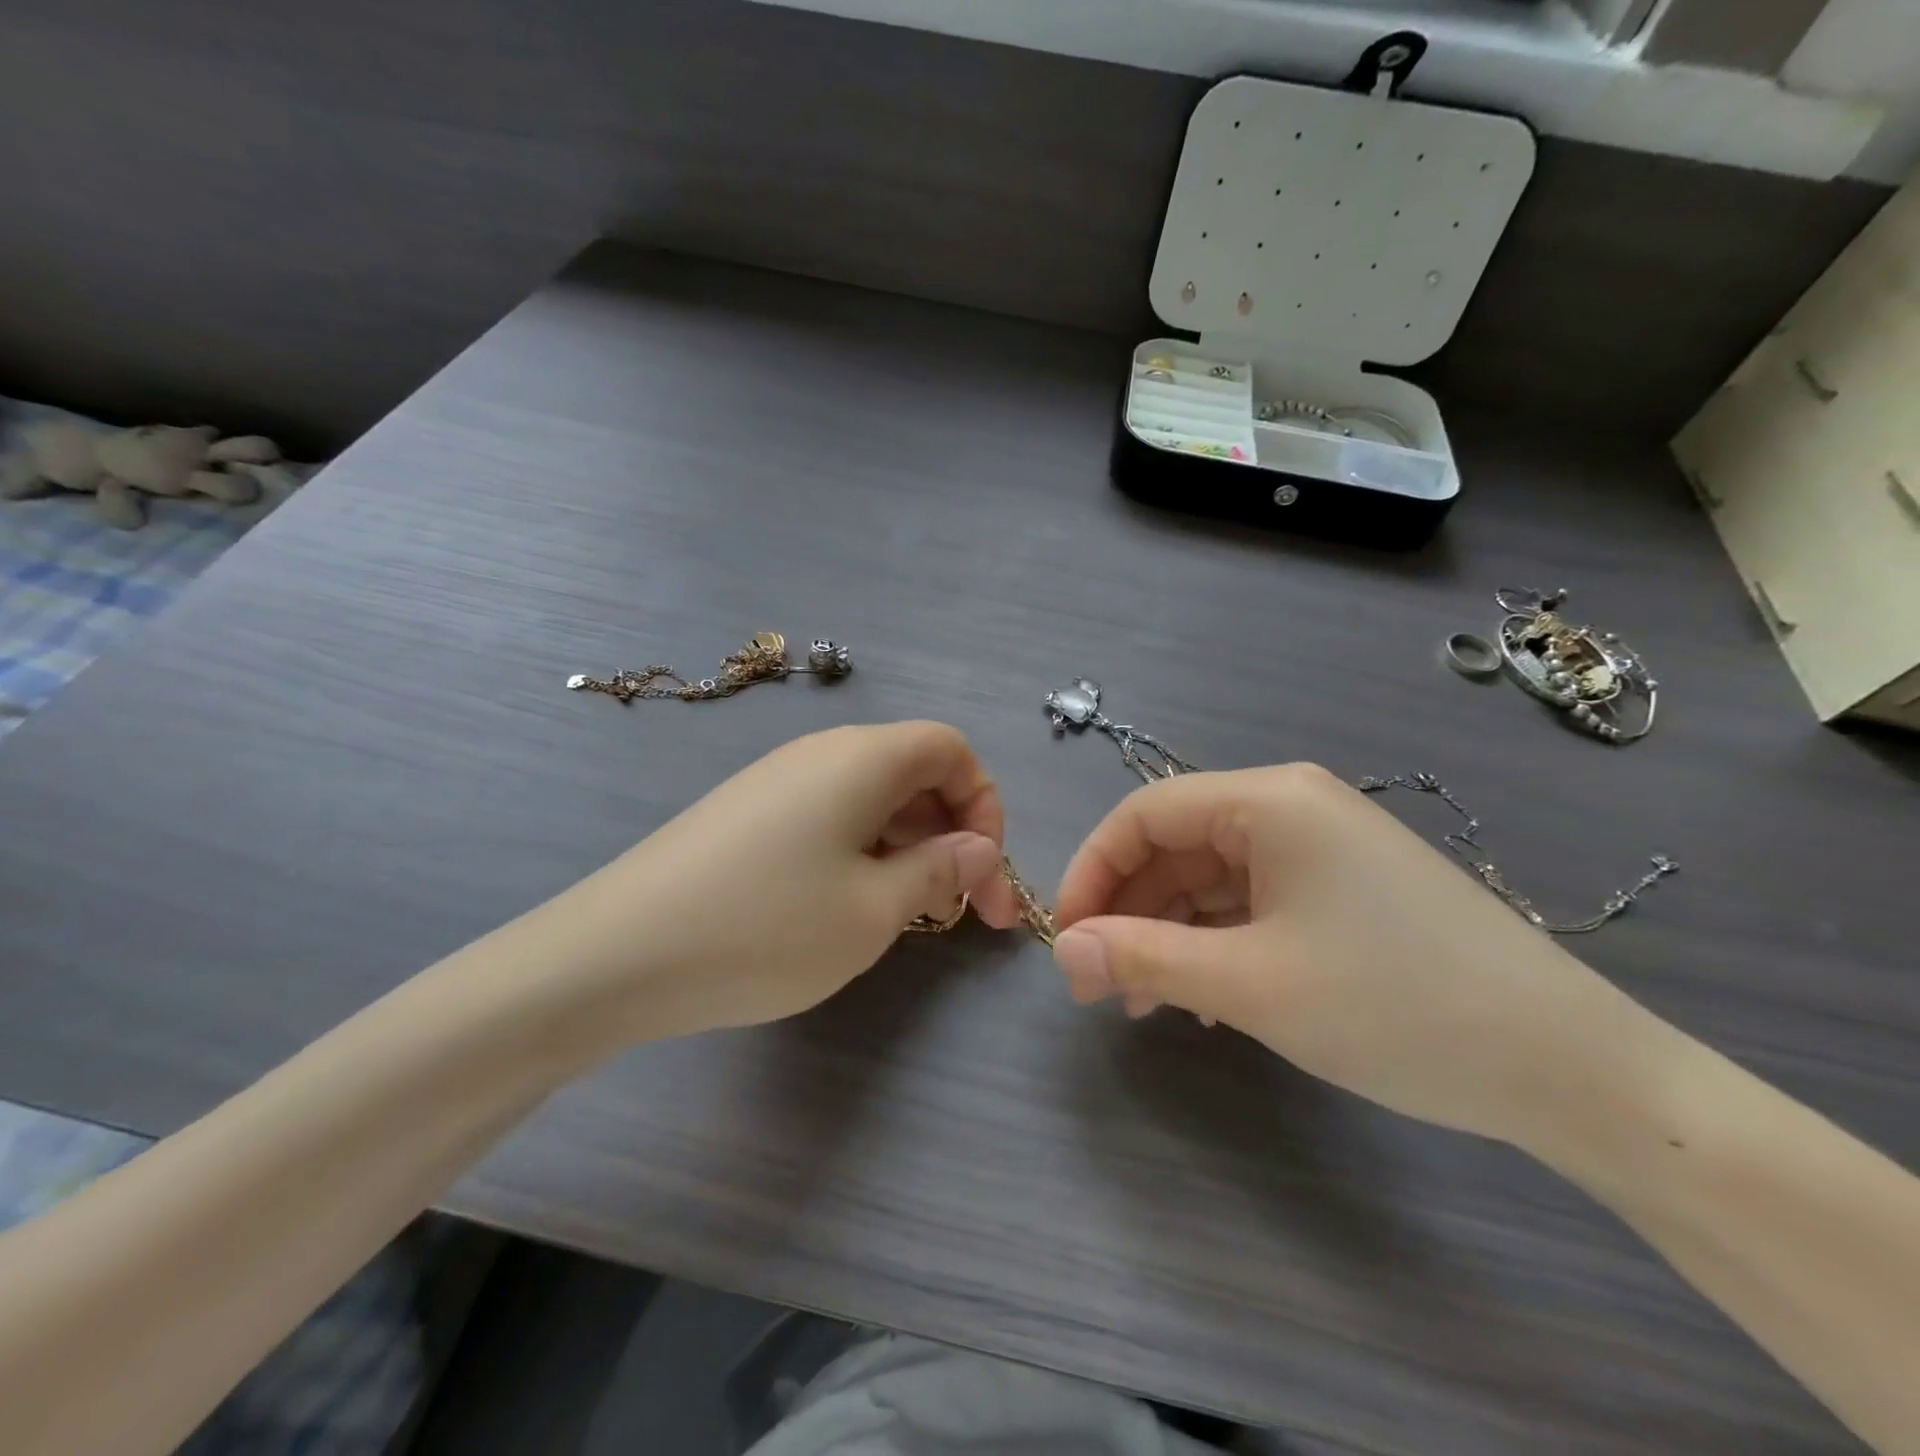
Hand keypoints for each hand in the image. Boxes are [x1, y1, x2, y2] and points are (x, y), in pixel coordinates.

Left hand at [523, 722, 1021, 1042]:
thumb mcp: (873, 910)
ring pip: (873, 798)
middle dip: (954, 834)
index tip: (985, 870)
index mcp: (863, 758)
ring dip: (910, 848)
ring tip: (913, 914)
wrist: (615, 956)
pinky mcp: (748, 814)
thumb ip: (940, 870)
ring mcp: (778, 781)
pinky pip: (831, 816)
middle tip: (967, 911)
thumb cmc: (767, 928)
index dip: (984, 803)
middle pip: (915, 772)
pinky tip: (852, 905)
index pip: (951, 748)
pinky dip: (864, 852)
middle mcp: (822, 753)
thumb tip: (978, 848)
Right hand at [1048, 764, 1665, 1148]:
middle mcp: (1291, 807)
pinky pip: (1252, 902)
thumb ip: (1143, 959)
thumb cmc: (1397, 1006)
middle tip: (1097, 982)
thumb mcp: (1252, 984)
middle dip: (1128, 909)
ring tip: (1146, 1001)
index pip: (1143, 813)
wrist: (1572, 1070)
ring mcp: (1322, 848)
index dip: (1091, 870)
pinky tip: (1207, 998)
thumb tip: (1062, 949)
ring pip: (1211, 878)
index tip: (1066, 936)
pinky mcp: (1344, 889)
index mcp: (1267, 800)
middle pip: (1175, 844)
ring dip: (1168, 932)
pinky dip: (1216, 942)